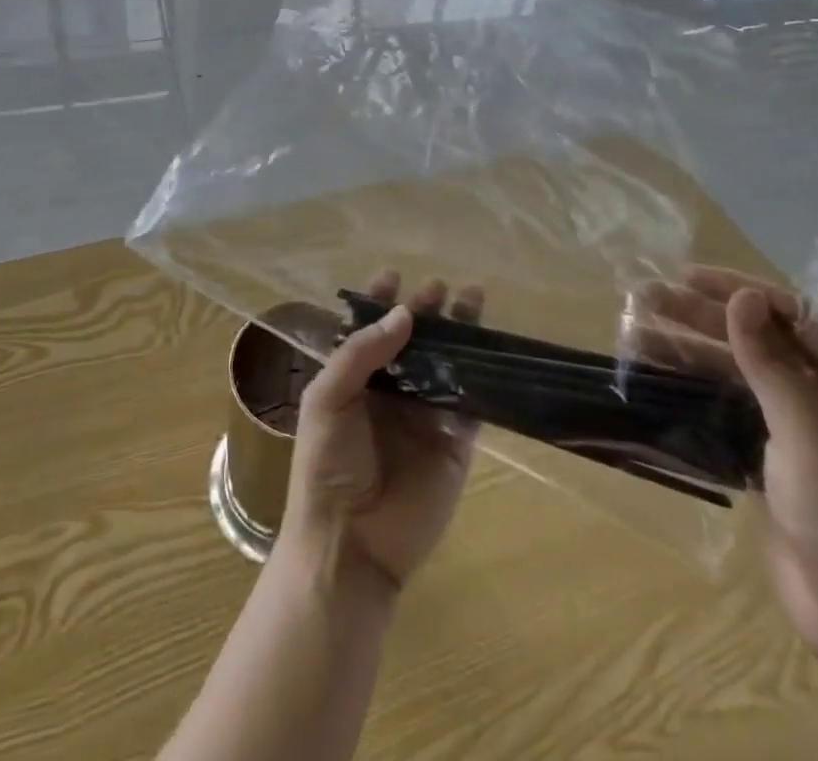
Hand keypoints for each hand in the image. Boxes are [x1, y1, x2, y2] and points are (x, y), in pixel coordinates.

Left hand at [280, 273, 481, 594]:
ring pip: (446, 364)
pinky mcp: (455, 442)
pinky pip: (471, 402)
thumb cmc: (327, 465)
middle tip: (438, 286)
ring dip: (459, 333)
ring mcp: (425, 416)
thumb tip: (405, 314)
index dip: (381, 303)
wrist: (350, 543)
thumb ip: (362, 353)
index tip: (394, 274)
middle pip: (413, 341)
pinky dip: (482, 376)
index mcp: (355, 381)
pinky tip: (490, 348)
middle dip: (424, 310)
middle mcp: (391, 392)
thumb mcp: (328, 398)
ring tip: (472, 297)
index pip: (370, 332)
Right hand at [634, 266, 817, 674]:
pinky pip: (728, 403)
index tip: (689, 278)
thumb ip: (772, 364)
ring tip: (636, 332)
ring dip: (690, 348)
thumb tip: (743, 298)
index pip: (796, 317)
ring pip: (737, 370)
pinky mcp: (770, 454)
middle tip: (646, 298)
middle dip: (703, 317)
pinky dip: (694, 385)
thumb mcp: (809, 434)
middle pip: (759, 339)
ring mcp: (797, 426)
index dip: (742, 292)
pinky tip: (657, 373)